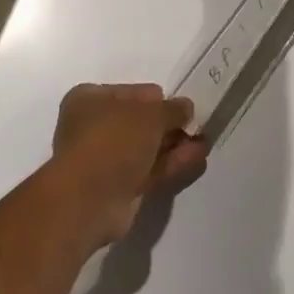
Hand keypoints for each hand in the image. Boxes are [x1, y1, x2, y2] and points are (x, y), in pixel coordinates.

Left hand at [51, 84, 207, 244]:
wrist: (88, 200)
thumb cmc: (113, 140)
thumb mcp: (151, 114)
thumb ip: (172, 109)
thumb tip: (186, 108)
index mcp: (89, 100)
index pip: (132, 93)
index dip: (158, 99)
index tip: (182, 106)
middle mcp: (93, 128)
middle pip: (140, 122)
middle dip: (169, 124)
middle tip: (198, 124)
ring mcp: (105, 161)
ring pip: (147, 148)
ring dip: (175, 144)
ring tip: (205, 140)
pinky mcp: (118, 189)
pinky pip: (150, 170)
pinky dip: (172, 163)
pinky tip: (198, 157)